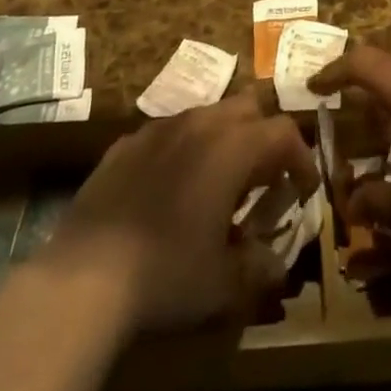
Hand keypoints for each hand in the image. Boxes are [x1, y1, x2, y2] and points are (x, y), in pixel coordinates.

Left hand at [40, 91, 319, 338]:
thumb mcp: (224, 283)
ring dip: (222, 139)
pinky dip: (182, 150)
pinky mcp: (126, 142)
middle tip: (263, 178)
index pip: (283, 132)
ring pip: (206, 114)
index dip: (301, 158)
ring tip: (217, 183)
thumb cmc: (167, 273)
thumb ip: (259, 267)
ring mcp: (159, 128)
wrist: (86, 275)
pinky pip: (167, 133)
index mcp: (232, 146)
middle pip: (247, 107)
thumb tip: (276, 262)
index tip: (304, 189)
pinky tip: (170, 189)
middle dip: (263, 136)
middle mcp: (199, 123)